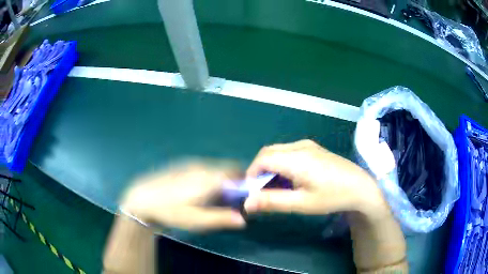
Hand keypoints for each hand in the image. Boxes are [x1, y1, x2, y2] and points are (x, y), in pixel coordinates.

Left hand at [121, 163, 245, 230]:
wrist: (143, 199)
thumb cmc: (171, 212)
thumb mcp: (197, 221)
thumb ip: (222, 219)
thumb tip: (243, 219)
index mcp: (209, 178)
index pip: (237, 173)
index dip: (244, 183)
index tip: (245, 197)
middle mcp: (203, 166)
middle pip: (227, 169)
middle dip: (234, 182)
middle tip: (230, 202)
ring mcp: (191, 164)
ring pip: (215, 169)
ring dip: (221, 180)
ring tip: (214, 199)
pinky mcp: (183, 166)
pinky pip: (204, 169)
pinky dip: (210, 178)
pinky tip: (198, 192)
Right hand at [244, 140, 388, 218]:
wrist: (361, 186)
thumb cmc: (332, 196)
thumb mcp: (302, 203)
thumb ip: (272, 201)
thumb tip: (247, 202)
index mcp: (296, 158)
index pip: (262, 159)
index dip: (251, 174)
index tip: (252, 192)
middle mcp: (300, 146)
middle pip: (269, 152)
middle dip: (260, 170)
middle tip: (263, 191)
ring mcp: (308, 145)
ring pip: (279, 151)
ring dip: (271, 167)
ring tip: (277, 188)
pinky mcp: (314, 148)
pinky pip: (290, 152)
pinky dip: (282, 164)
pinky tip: (291, 179)